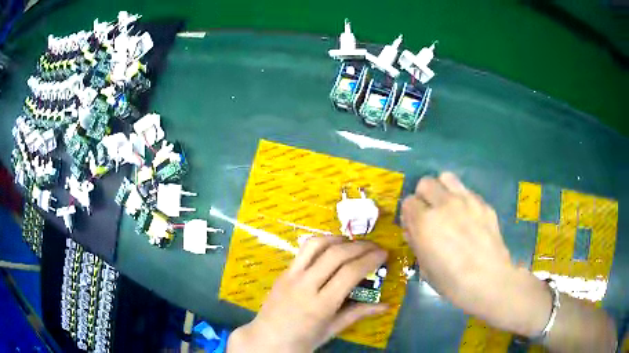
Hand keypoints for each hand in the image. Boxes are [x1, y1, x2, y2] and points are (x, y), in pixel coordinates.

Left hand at [227, 236, 387, 352]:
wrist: (266, 340)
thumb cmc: (302, 340)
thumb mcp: (332, 330)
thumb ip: (358, 313)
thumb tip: (387, 305)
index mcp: (320, 305)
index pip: (350, 273)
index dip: (370, 259)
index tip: (384, 254)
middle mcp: (305, 285)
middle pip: (336, 255)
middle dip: (360, 246)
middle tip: (375, 246)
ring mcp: (291, 276)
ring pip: (316, 245)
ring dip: (339, 239)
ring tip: (354, 243)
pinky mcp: (283, 272)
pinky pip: (303, 250)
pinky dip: (322, 243)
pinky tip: (332, 248)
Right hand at [401, 172, 550, 336]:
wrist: (490, 281)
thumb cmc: (452, 282)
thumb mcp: (425, 268)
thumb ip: (416, 242)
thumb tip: (412, 229)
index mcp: (425, 222)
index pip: (408, 202)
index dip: (410, 215)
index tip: (415, 226)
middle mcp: (444, 204)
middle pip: (425, 183)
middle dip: (423, 196)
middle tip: (430, 214)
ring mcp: (466, 200)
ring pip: (446, 177)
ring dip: (442, 190)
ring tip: (447, 207)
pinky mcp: (483, 203)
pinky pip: (467, 191)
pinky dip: (462, 199)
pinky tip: (469, 218)